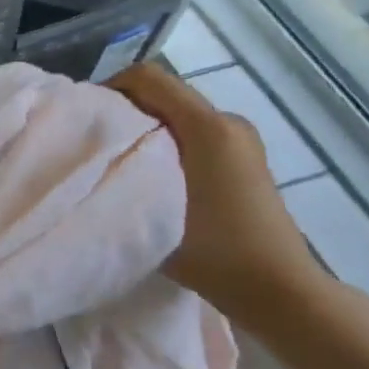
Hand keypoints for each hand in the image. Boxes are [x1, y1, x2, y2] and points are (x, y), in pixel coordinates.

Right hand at [108, 61, 327, 331]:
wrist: (280, 290)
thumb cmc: (215, 250)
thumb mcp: (155, 209)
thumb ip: (123, 171)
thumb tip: (96, 152)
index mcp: (207, 126)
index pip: (147, 78)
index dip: (110, 88)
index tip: (88, 120)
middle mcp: (227, 121)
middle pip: (162, 94)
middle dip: (126, 112)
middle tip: (98, 144)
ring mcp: (241, 140)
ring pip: (176, 115)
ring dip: (146, 129)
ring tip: (123, 164)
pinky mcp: (245, 159)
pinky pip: (194, 133)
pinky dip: (167, 144)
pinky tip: (156, 179)